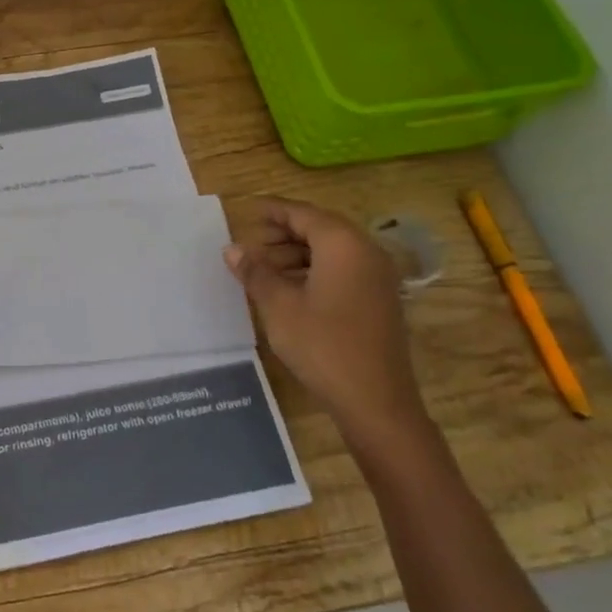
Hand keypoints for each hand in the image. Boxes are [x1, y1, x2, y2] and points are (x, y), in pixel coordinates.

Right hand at [224, 199, 427, 448]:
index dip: (273, 210)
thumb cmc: (323, 345)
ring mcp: (377, 277)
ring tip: (264, 269)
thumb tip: (232, 249)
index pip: (303, 214)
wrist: (375, 401)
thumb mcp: (279, 306)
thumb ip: (255, 272)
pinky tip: (289, 289)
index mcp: (343, 245)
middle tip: (251, 244)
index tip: (247, 210)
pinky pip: (343, 269)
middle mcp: (366, 252)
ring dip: (297, 253)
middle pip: (320, 228)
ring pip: (332, 250)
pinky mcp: (379, 300)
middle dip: (284, 232)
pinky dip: (314, 269)